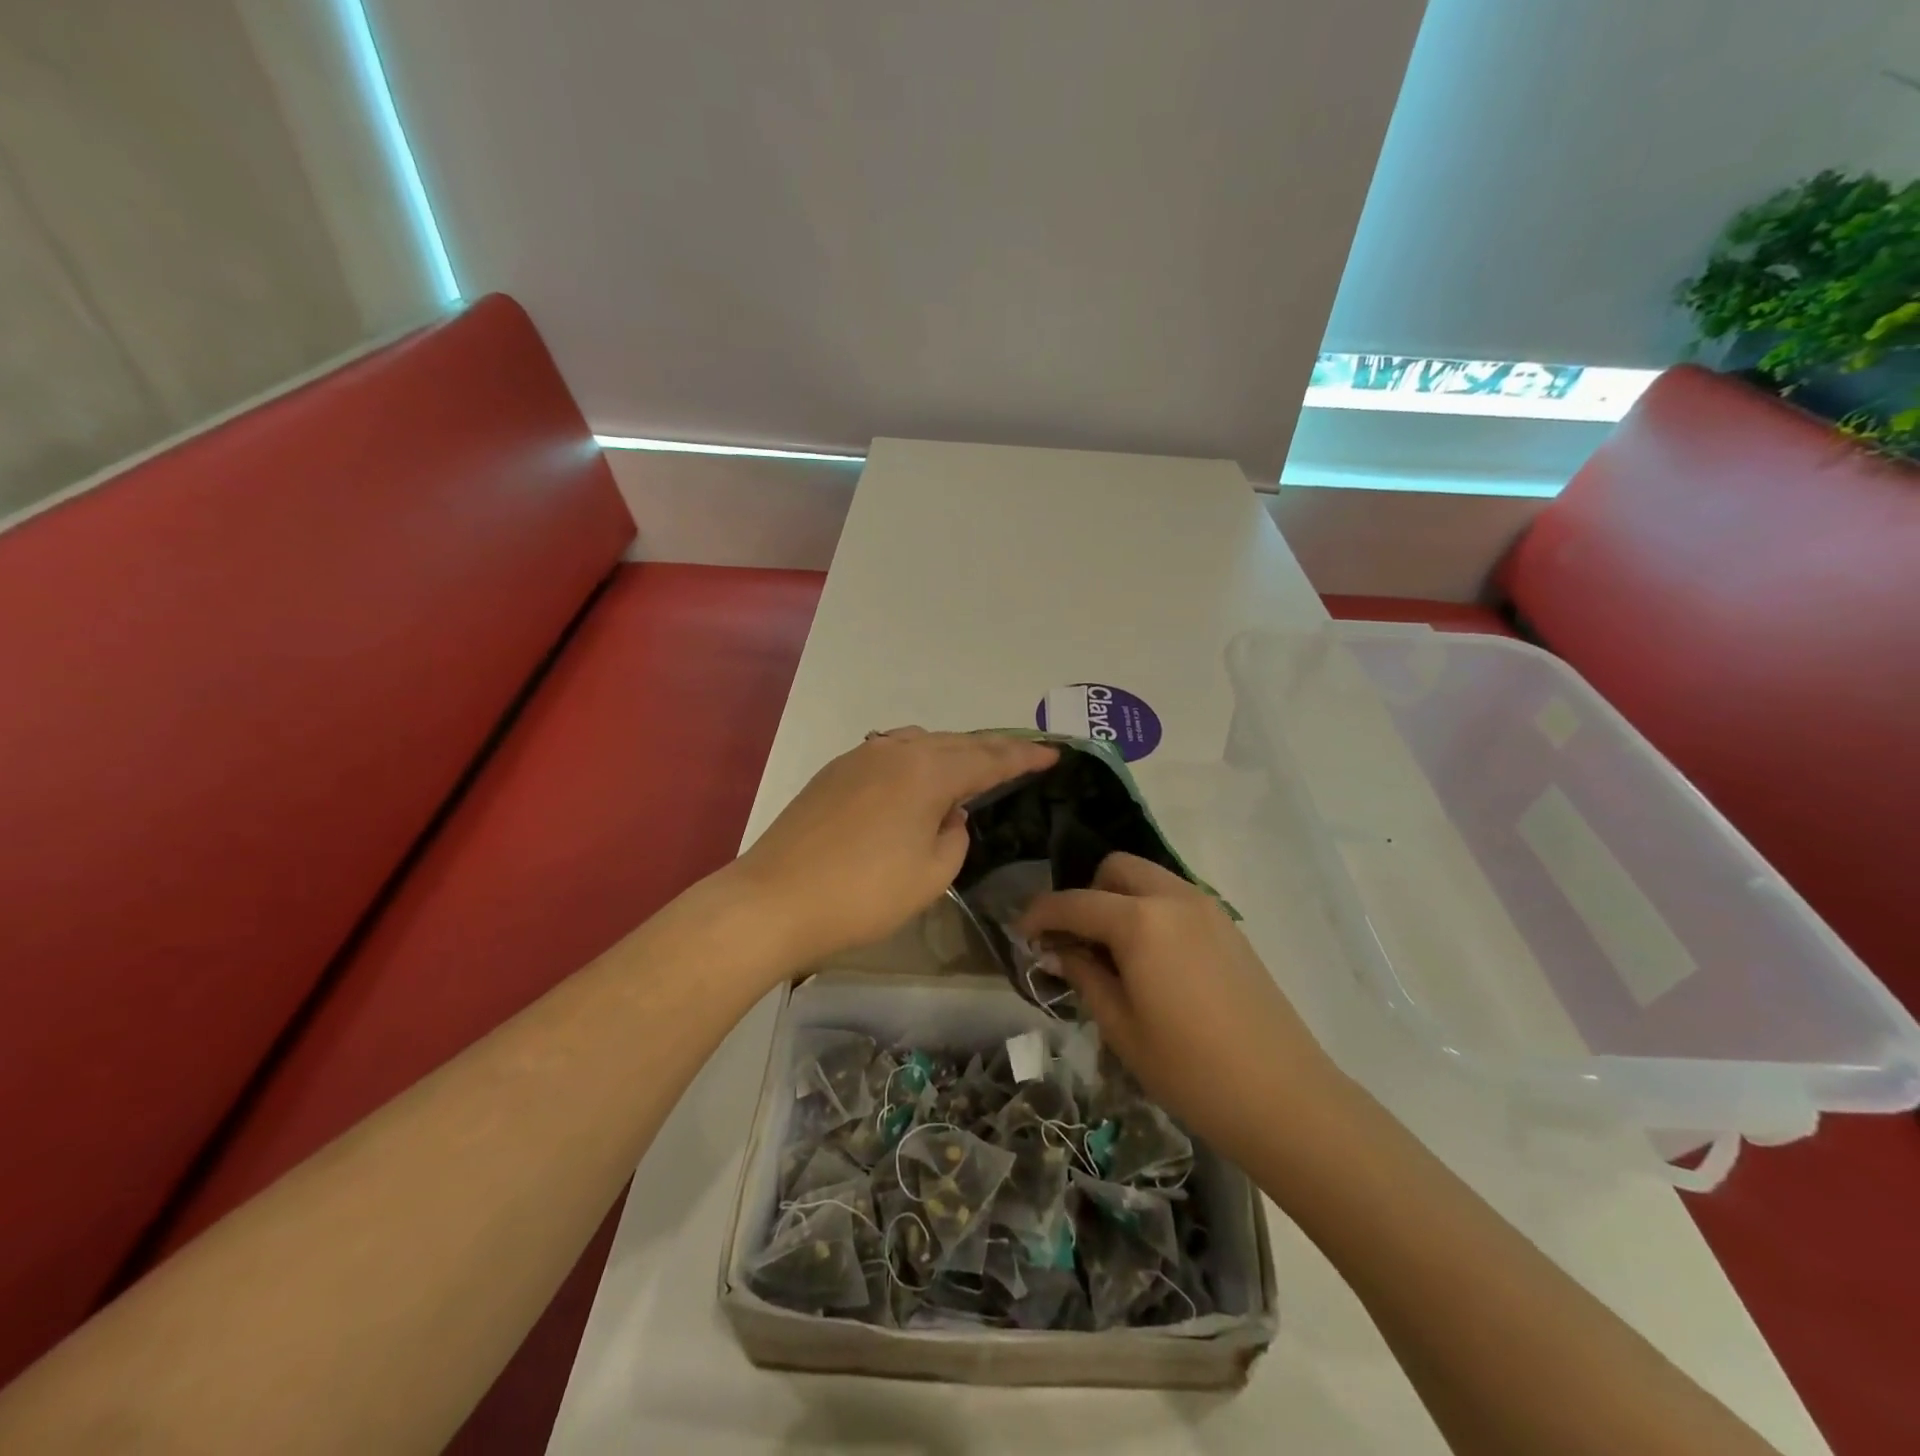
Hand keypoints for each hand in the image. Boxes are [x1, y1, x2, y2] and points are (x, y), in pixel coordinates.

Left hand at [732, 728, 1057, 968]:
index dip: (1024, 757)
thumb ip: (954, 836)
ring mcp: (859, 757)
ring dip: (951, 752)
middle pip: (956, 743)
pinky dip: (916, 759)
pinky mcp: (834, 773)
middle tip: (1021, 757)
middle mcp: (896, 751)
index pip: (989, 758)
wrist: (774, 901)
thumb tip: (948, 814)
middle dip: (991, 750)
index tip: (1053, 754)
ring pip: (920, 743)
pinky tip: (917, 774)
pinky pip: (890, 753)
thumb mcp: (931, 875)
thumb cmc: (863, 894)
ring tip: (971, 765)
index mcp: (928, 771)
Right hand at [1021, 853, 1349, 1168]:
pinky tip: (1149, 959)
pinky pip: (1174, 898)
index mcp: (1140, 921)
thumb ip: (1084, 976)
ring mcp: (1207, 907)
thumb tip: (1058, 951)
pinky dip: (1150, 910)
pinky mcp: (1228, 926)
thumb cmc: (1191, 1071)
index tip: (1021, 933)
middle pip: (1115, 869)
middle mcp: (1173, 898)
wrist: (1285, 1098)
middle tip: (1074, 940)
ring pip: (1148, 878)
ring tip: (1110, 951)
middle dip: (1086, 894)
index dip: (1040, 914)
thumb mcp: (1121, 1027)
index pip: (1075, 902)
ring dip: (1119, 899)